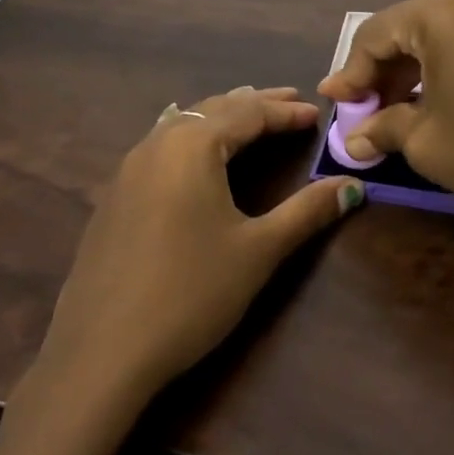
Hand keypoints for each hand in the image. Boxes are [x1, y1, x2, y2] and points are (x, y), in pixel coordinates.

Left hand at [39, 87, 364, 402]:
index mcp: (192, 146)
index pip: (248, 114)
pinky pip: (161, 148)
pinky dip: (192, 139)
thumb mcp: (258, 250)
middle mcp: (156, 144)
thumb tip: (352, 186)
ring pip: (182, 125)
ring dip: (220, 118)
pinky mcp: (113, 198)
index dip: (285, 113)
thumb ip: (306, 211)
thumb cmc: (190, 293)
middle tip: (289, 102)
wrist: (101, 352)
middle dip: (254, 105)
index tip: (316, 114)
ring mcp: (127, 170)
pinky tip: (197, 156)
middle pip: (212, 109)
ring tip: (249, 119)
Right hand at [318, 0, 453, 217]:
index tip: (333, 103)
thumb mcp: (426, 141)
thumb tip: (356, 140)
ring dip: (411, 71)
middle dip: (380, 73)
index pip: (374, 35)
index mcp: (436, 10)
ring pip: (438, 35)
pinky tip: (433, 98)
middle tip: (362, 111)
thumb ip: (384, 129)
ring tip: (392, 110)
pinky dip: (443, 66)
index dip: (350, 73)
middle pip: (406, 30)